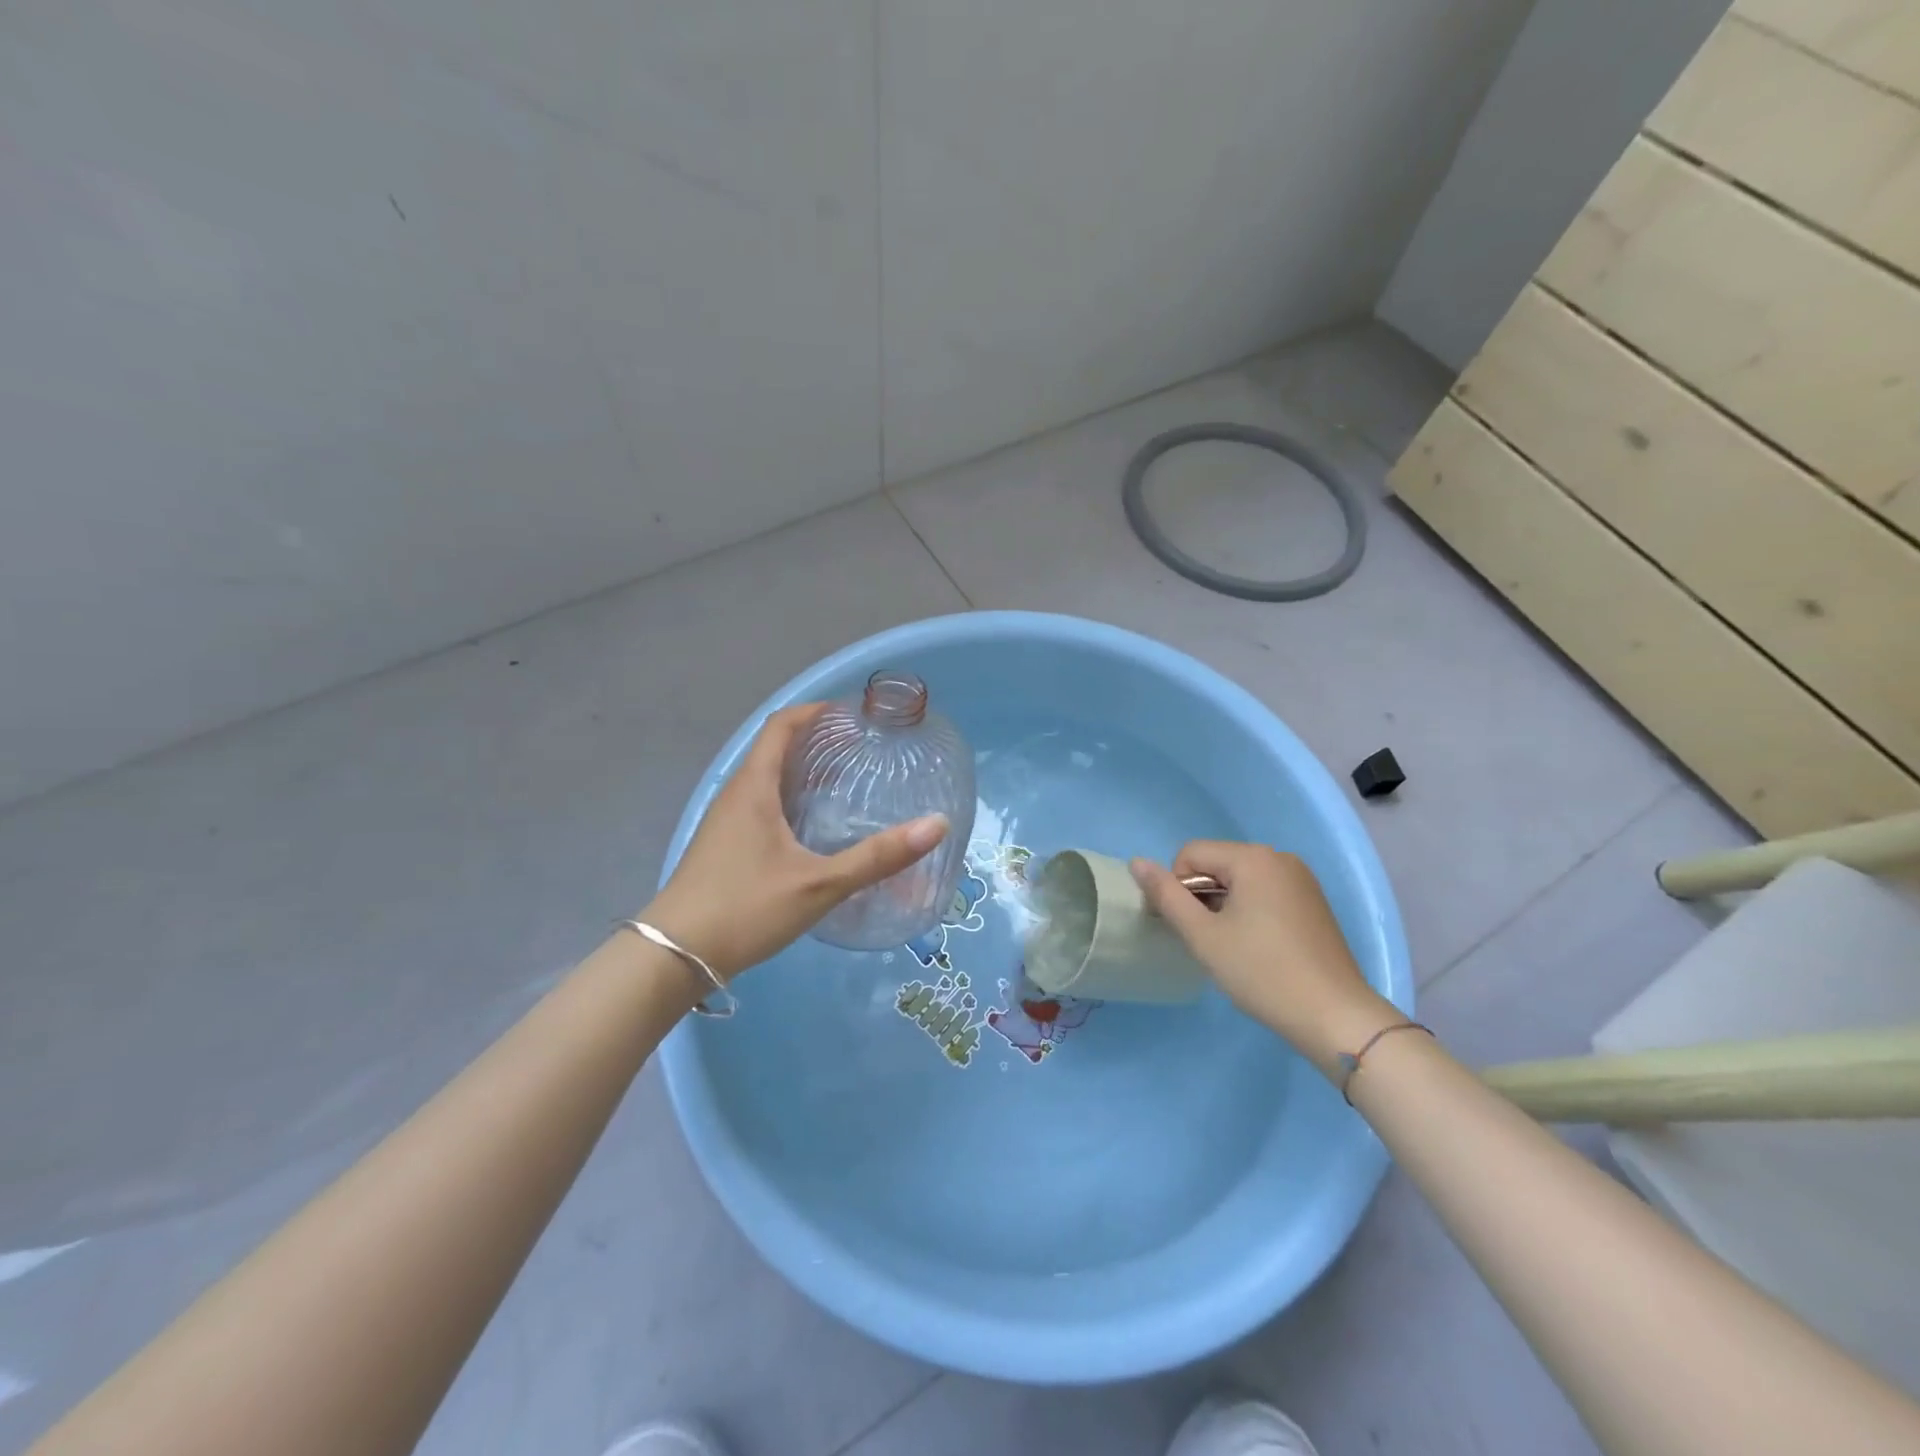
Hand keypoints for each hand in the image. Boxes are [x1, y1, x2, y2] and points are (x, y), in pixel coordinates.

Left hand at [643, 703, 948, 979]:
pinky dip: (789, 798)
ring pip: (766, 779)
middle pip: (775, 748)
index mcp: (753, 787)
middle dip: (816, 741)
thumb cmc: (746, 909)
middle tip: (861, 749)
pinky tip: (813, 828)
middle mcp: (736, 794)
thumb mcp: (820, 884)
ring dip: (802, 771)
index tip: (852, 714)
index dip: (814, 711)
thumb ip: (878, 857)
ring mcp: (725, 821)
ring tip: (845, 782)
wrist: (674, 957)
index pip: (781, 725)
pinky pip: (760, 804)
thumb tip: (937, 826)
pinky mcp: (722, 845)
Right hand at [1130, 841, 1397, 1073]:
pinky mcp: (1313, 902)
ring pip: (1240, 879)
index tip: (1190, 928)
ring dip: (1224, 905)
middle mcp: (1279, 857)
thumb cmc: (1262, 972)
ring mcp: (1301, 879)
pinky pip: (1265, 891)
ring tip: (1234, 947)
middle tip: (1209, 940)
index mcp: (1253, 858)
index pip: (1191, 854)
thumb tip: (1137, 862)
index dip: (1178, 888)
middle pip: (1217, 863)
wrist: (1335, 1017)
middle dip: (1202, 896)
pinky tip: (1258, 947)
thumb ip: (1166, 895)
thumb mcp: (1203, 935)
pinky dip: (1249, 911)